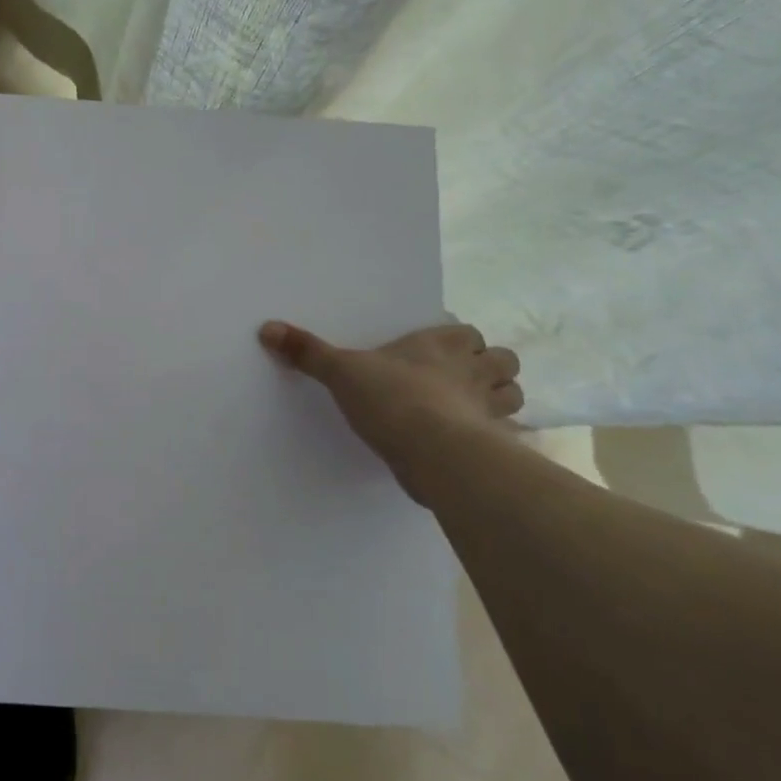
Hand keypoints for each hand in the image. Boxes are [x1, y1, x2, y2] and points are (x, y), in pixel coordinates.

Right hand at [259, 319, 522, 481]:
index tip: (440, 351)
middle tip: (461, 379)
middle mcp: (472, 371)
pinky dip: (494, 438)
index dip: (460, 341)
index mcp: (441, 345)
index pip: (468, 332)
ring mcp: (487, 410)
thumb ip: (307, 352)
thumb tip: (267, 329)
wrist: (433, 451)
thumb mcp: (341, 371)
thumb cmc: (392, 398)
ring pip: (513, 395)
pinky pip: (505, 437)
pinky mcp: (492, 445)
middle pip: (504, 361)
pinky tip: (473, 444)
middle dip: (490, 368)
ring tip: (470, 408)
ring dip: (498, 399)